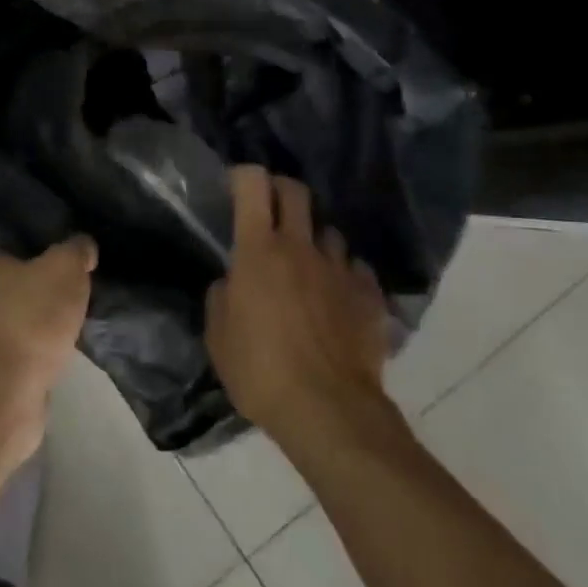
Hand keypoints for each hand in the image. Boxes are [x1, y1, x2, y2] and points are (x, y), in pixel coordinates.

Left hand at [0, 236, 96, 432]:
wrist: (8, 393)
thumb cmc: (31, 318)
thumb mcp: (64, 267)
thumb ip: (76, 248)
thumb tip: (83, 248)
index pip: (17, 237)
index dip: (46, 236)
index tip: (74, 242)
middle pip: (28, 273)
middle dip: (55, 274)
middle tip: (88, 273)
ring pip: (34, 306)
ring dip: (56, 309)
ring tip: (88, 304)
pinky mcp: (7, 359)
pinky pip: (37, 336)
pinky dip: (54, 336)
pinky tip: (77, 335)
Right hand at [207, 167, 394, 446]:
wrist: (329, 411)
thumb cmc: (260, 371)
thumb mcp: (218, 337)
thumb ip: (222, 297)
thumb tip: (232, 283)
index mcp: (259, 250)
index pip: (253, 185)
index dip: (243, 175)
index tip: (235, 185)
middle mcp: (301, 247)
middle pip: (296, 192)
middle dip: (281, 190)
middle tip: (271, 209)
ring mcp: (340, 269)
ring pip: (329, 231)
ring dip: (314, 238)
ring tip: (307, 262)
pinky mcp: (369, 294)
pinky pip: (355, 268)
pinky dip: (344, 273)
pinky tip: (337, 296)